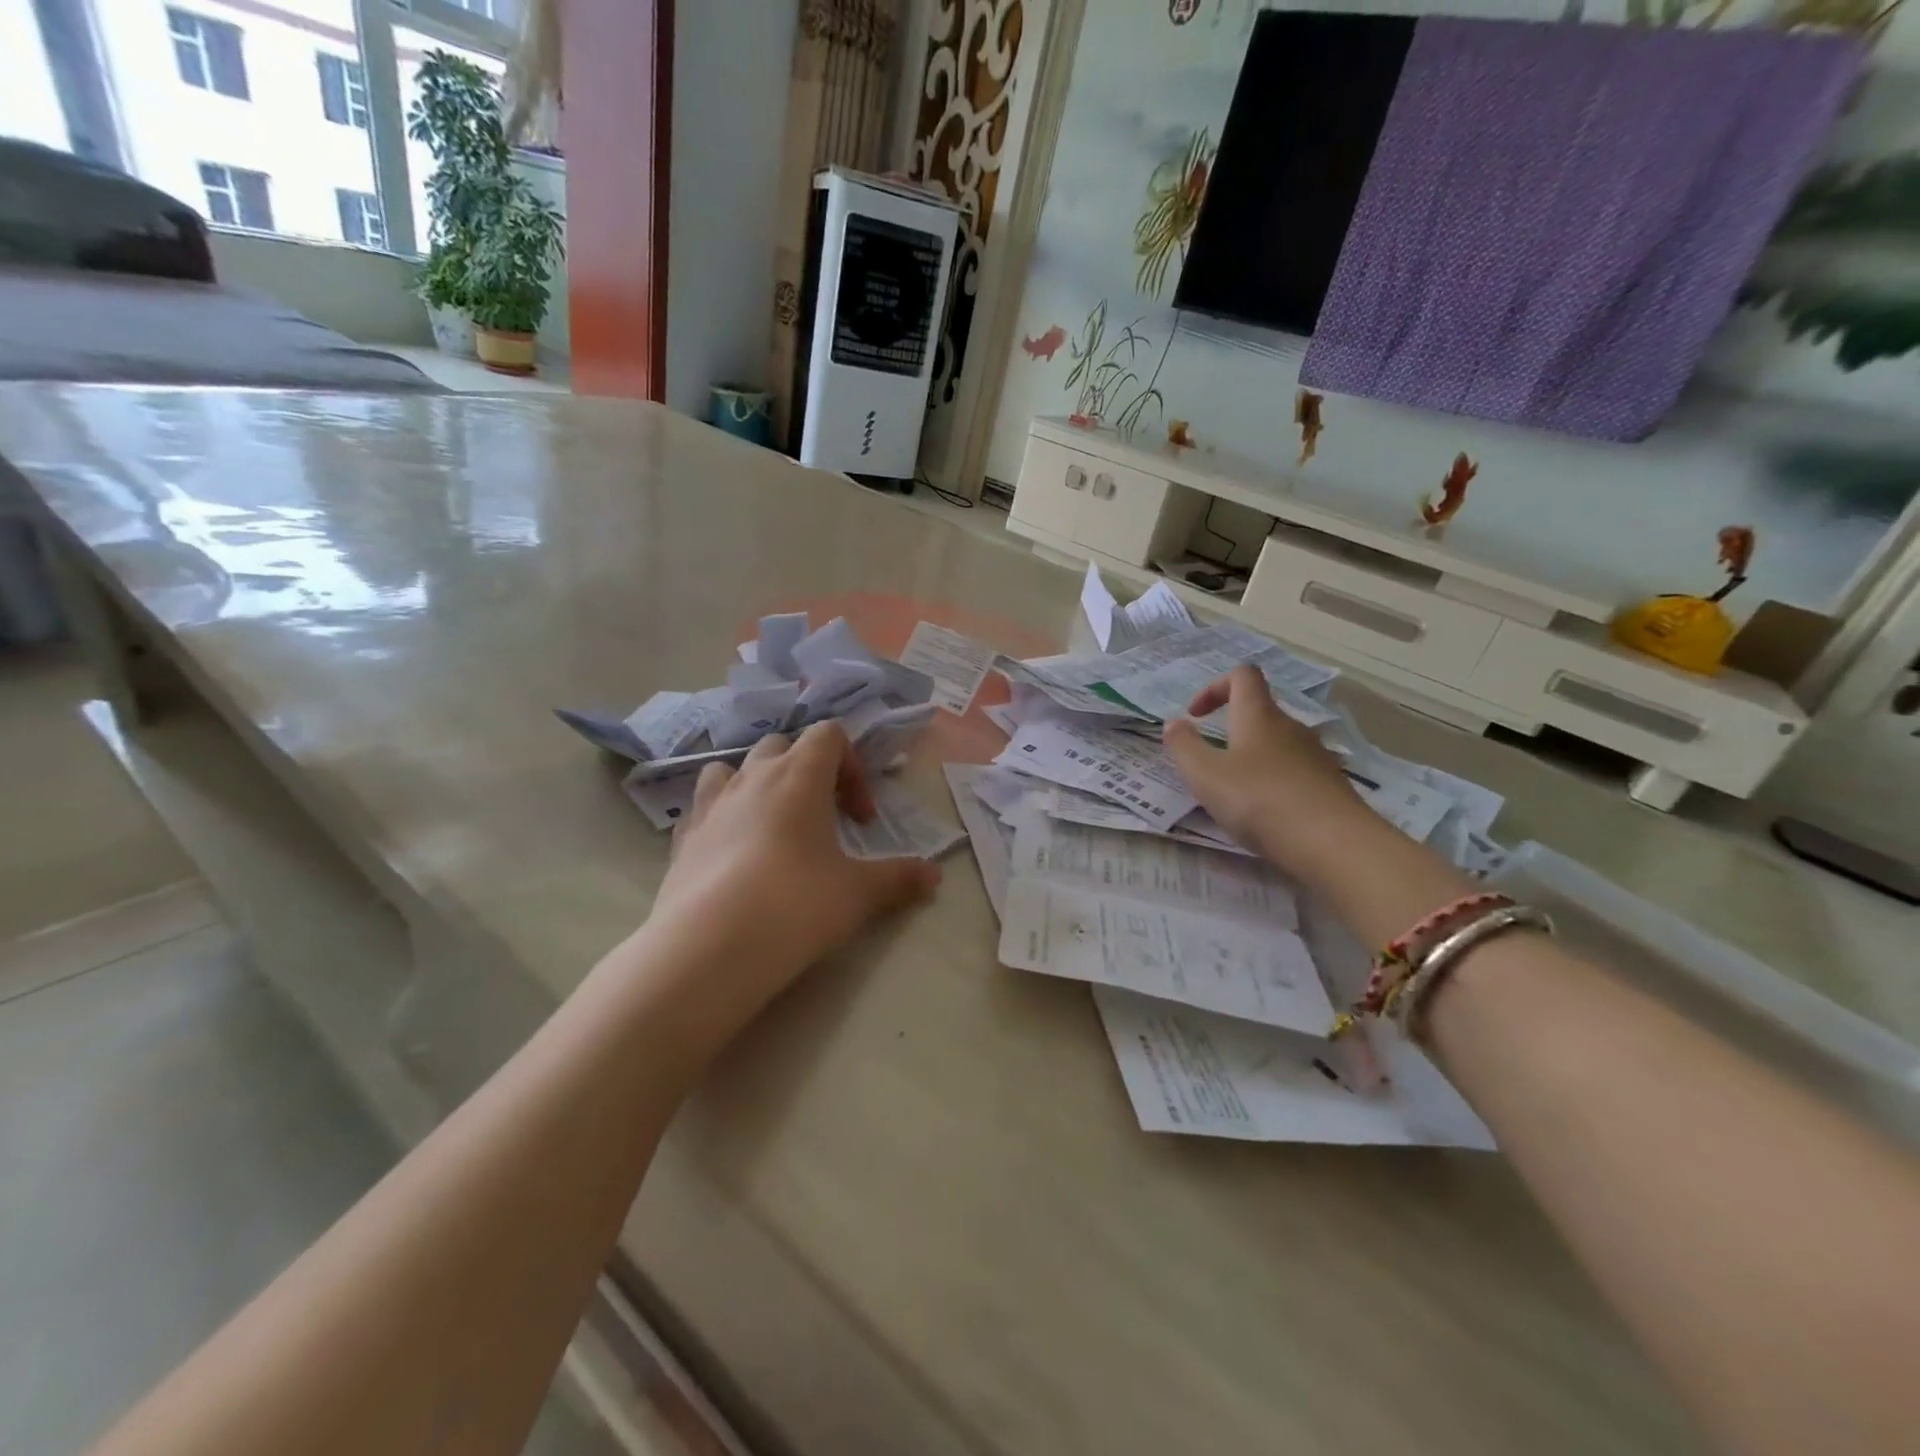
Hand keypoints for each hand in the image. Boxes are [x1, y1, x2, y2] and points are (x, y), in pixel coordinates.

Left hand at [647, 722, 941, 1012]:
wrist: (709, 948)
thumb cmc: (795, 905)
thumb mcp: (857, 893)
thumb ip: (898, 878)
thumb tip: (935, 877)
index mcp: (798, 776)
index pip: (829, 735)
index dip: (852, 767)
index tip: (860, 818)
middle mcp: (752, 778)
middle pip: (782, 745)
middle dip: (807, 772)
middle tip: (824, 819)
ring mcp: (710, 805)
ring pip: (732, 768)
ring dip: (756, 784)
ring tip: (772, 825)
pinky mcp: (682, 838)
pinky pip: (702, 807)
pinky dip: (721, 816)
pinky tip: (733, 855)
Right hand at [1162, 665, 1363, 872]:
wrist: (1334, 844)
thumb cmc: (1259, 800)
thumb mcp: (1205, 774)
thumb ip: (1184, 746)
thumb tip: (1174, 723)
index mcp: (1258, 716)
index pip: (1242, 675)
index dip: (1215, 687)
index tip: (1196, 716)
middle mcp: (1290, 727)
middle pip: (1260, 712)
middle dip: (1231, 730)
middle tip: (1209, 763)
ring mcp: (1315, 756)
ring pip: (1277, 745)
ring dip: (1252, 759)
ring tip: (1235, 794)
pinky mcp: (1330, 785)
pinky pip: (1295, 772)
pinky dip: (1275, 783)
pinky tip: (1266, 815)